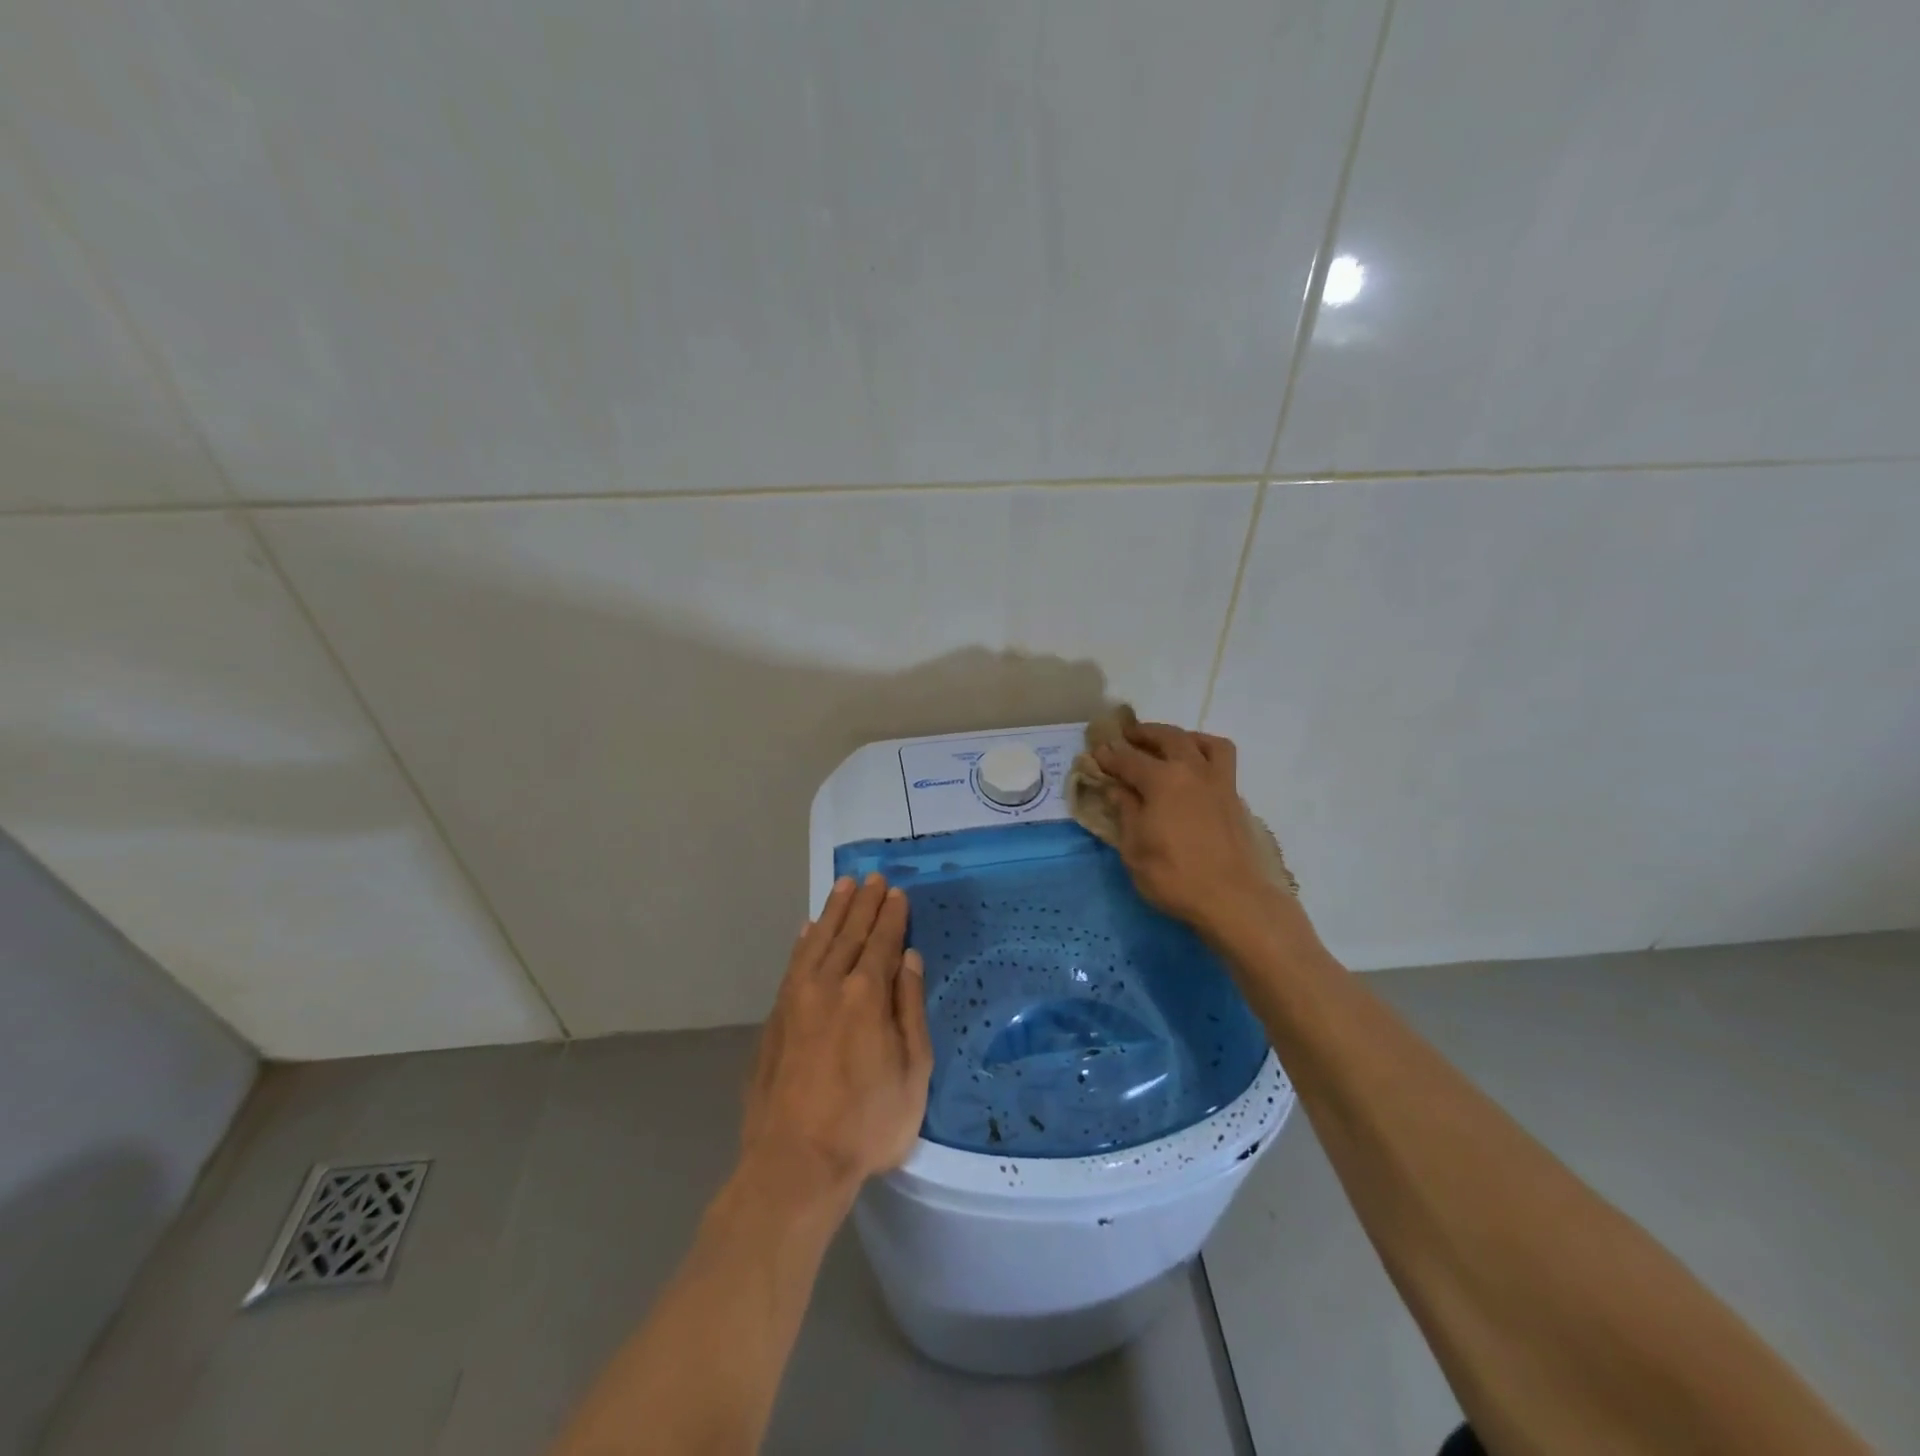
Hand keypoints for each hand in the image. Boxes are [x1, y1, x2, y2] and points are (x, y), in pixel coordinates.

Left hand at [741, 873, 933, 1203]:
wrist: (793, 1163)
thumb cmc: (866, 1124)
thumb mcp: (912, 1073)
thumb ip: (909, 1009)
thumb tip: (908, 960)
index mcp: (866, 995)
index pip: (882, 942)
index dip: (892, 916)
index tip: (897, 892)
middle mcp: (829, 985)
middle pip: (850, 933)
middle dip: (864, 903)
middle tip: (873, 878)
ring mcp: (796, 999)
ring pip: (818, 940)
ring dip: (833, 912)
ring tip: (844, 886)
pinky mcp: (776, 1017)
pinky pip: (793, 963)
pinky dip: (803, 941)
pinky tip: (808, 928)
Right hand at [1093, 722, 1271, 933]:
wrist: (1232, 898)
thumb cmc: (1174, 876)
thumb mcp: (1134, 849)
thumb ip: (1126, 812)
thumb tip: (1117, 789)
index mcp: (1161, 780)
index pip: (1128, 759)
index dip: (1109, 755)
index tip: (1096, 752)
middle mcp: (1191, 770)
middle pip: (1166, 738)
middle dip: (1144, 734)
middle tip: (1127, 736)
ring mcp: (1218, 781)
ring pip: (1201, 741)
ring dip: (1180, 736)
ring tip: (1167, 744)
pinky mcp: (1234, 796)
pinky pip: (1221, 759)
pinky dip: (1205, 751)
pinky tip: (1195, 767)